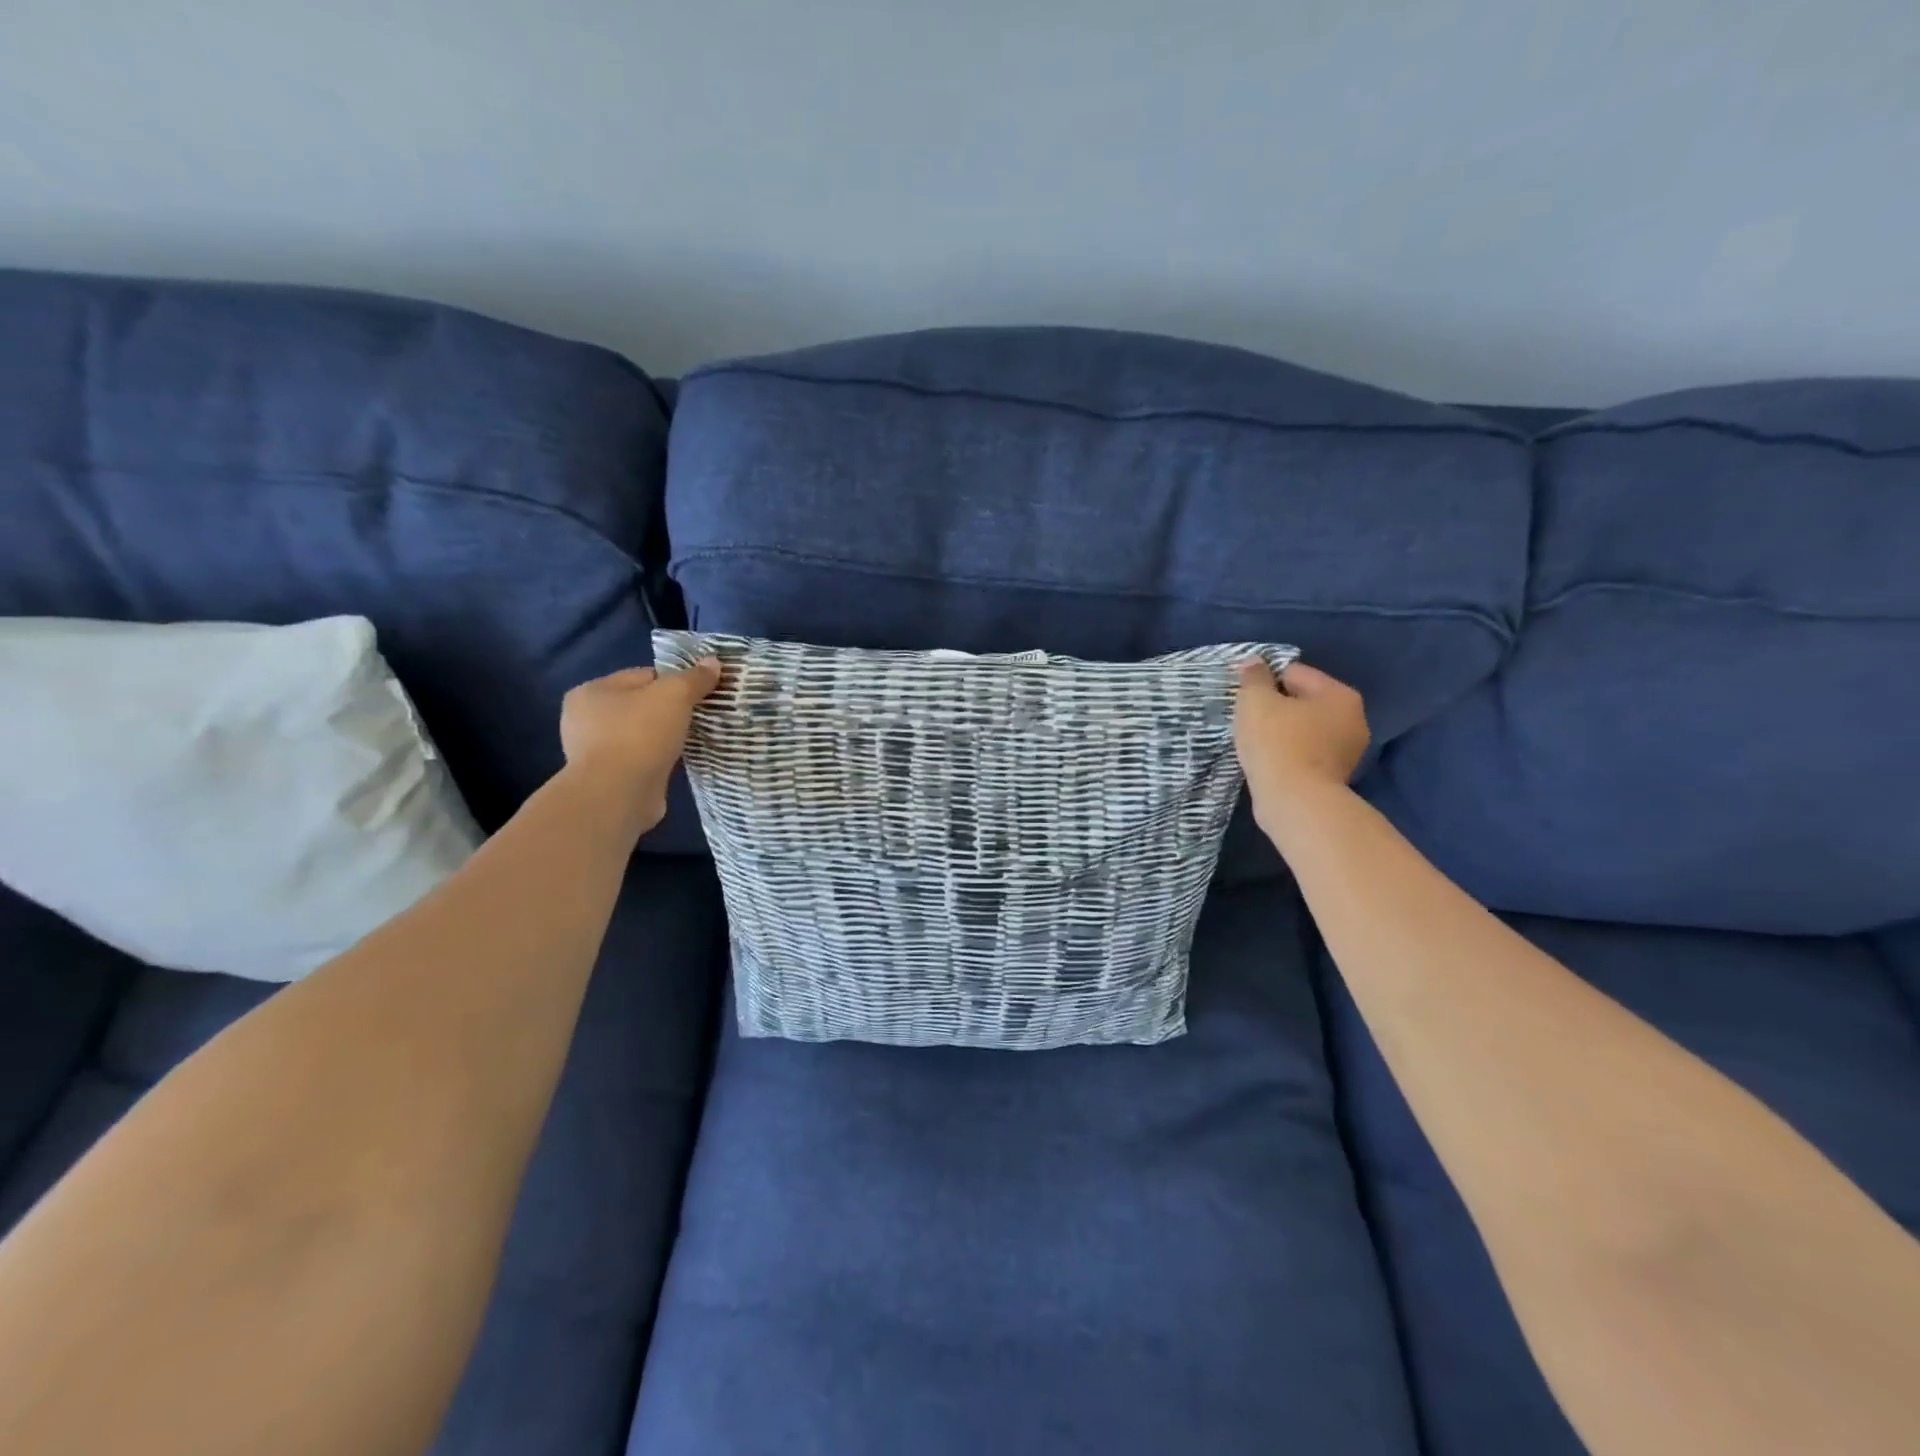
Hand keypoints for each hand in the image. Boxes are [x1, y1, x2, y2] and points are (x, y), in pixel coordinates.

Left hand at [559, 659, 720, 832]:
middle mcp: (585, 718)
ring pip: (641, 733)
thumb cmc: (640, 734)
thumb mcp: (675, 695)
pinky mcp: (607, 777)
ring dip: (663, 737)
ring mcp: (594, 751)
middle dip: (669, 710)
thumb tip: (713, 662)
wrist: (618, 794)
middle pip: (641, 704)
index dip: (675, 681)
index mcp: (592, 691)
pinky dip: (657, 758)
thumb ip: (695, 678)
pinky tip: (676, 762)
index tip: (700, 694)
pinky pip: (640, 758)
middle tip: (699, 717)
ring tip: (691, 740)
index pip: (643, 676)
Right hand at [1234, 659, 1370, 832]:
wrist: (1295, 802)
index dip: (1264, 680)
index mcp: (1340, 695)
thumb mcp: (1256, 701)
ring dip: (1279, 732)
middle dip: (1274, 707)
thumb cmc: (1277, 743)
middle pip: (1301, 701)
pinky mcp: (1334, 777)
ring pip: (1302, 729)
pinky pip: (1303, 753)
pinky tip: (1267, 761)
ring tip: (1254, 742)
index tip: (1243, 696)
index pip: (1294, 673)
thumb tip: (1253, 662)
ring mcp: (1347, 752)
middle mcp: (1353, 720)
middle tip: (1246, 719)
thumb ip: (1253, 677)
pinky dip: (1286, 754)